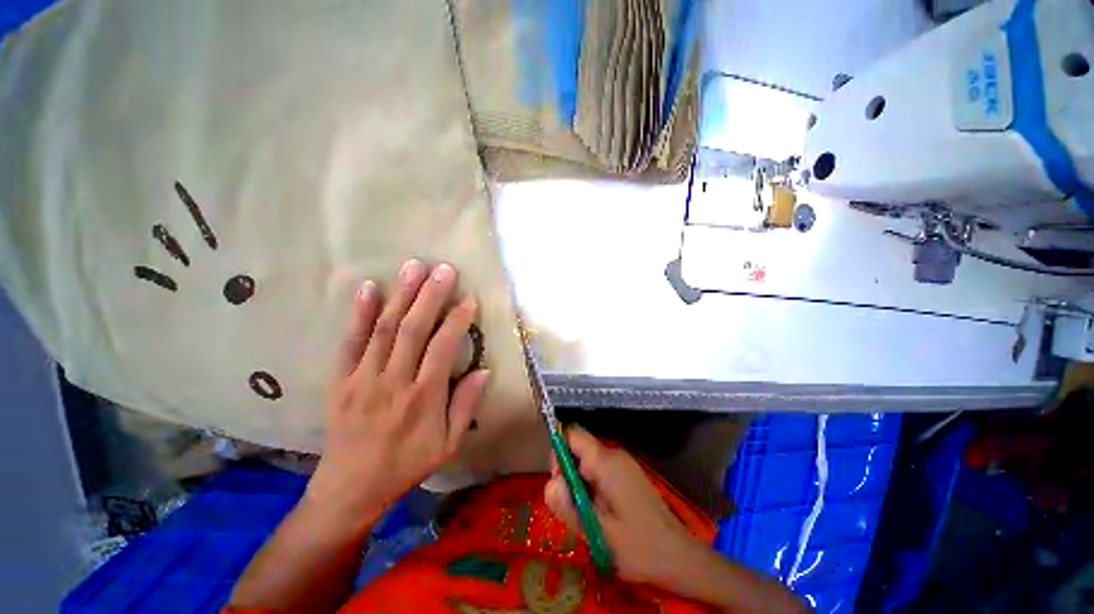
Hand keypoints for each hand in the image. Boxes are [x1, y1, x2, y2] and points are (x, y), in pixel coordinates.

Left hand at [303, 259, 489, 536]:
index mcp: (423, 398)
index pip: (443, 348)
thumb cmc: (407, 464)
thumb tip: (484, 369)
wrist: (351, 488)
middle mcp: (393, 382)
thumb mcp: (448, 444)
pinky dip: (359, 314)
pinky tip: (368, 288)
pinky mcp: (340, 380)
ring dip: (401, 295)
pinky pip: (350, 342)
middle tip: (443, 269)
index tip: (468, 298)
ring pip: (384, 329)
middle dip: (430, 296)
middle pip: (413, 330)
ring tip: (413, 267)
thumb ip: (465, 405)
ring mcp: (363, 378)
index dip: (456, 320)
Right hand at [543, 427, 709, 585]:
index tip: (559, 482)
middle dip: (568, 473)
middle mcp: (614, 455)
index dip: (558, 451)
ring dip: (580, 483)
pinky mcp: (628, 475)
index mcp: (605, 461)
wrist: (680, 557)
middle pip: (579, 448)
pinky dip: (592, 486)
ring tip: (587, 515)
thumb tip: (548, 483)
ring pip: (588, 461)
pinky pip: (601, 470)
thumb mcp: (598, 532)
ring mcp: (624, 463)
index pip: (572, 434)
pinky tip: (600, 513)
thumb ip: (569, 507)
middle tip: (573, 507)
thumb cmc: (639, 547)